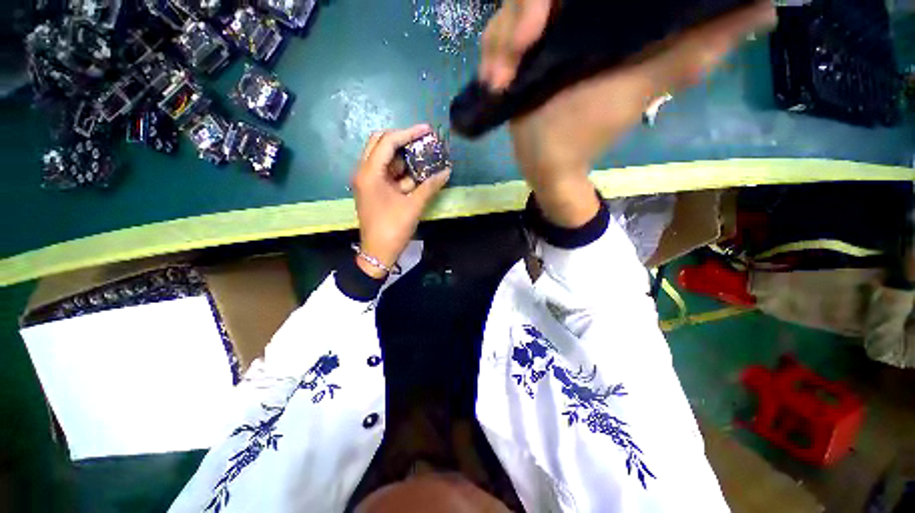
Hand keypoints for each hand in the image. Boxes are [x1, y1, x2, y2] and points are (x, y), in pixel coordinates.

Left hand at [352, 125, 450, 277]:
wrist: (378, 252)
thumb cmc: (394, 229)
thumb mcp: (414, 206)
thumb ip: (430, 186)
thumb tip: (446, 171)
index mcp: (370, 173)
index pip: (387, 142)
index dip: (408, 133)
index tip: (426, 130)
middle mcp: (364, 172)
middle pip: (380, 144)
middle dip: (402, 140)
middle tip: (421, 142)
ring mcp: (367, 181)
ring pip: (384, 159)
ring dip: (403, 157)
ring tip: (423, 158)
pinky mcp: (373, 190)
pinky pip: (387, 173)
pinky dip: (401, 172)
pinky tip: (417, 175)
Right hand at [480, 0, 775, 226]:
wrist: (544, 163)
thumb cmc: (586, 132)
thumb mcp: (640, 89)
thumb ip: (694, 50)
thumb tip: (764, 9)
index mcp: (607, 16)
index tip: (536, 23)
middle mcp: (574, 16)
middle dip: (517, 19)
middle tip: (512, 58)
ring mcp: (543, 35)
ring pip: (510, 11)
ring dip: (498, 42)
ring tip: (498, 80)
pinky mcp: (521, 55)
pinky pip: (497, 38)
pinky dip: (490, 56)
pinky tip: (491, 81)